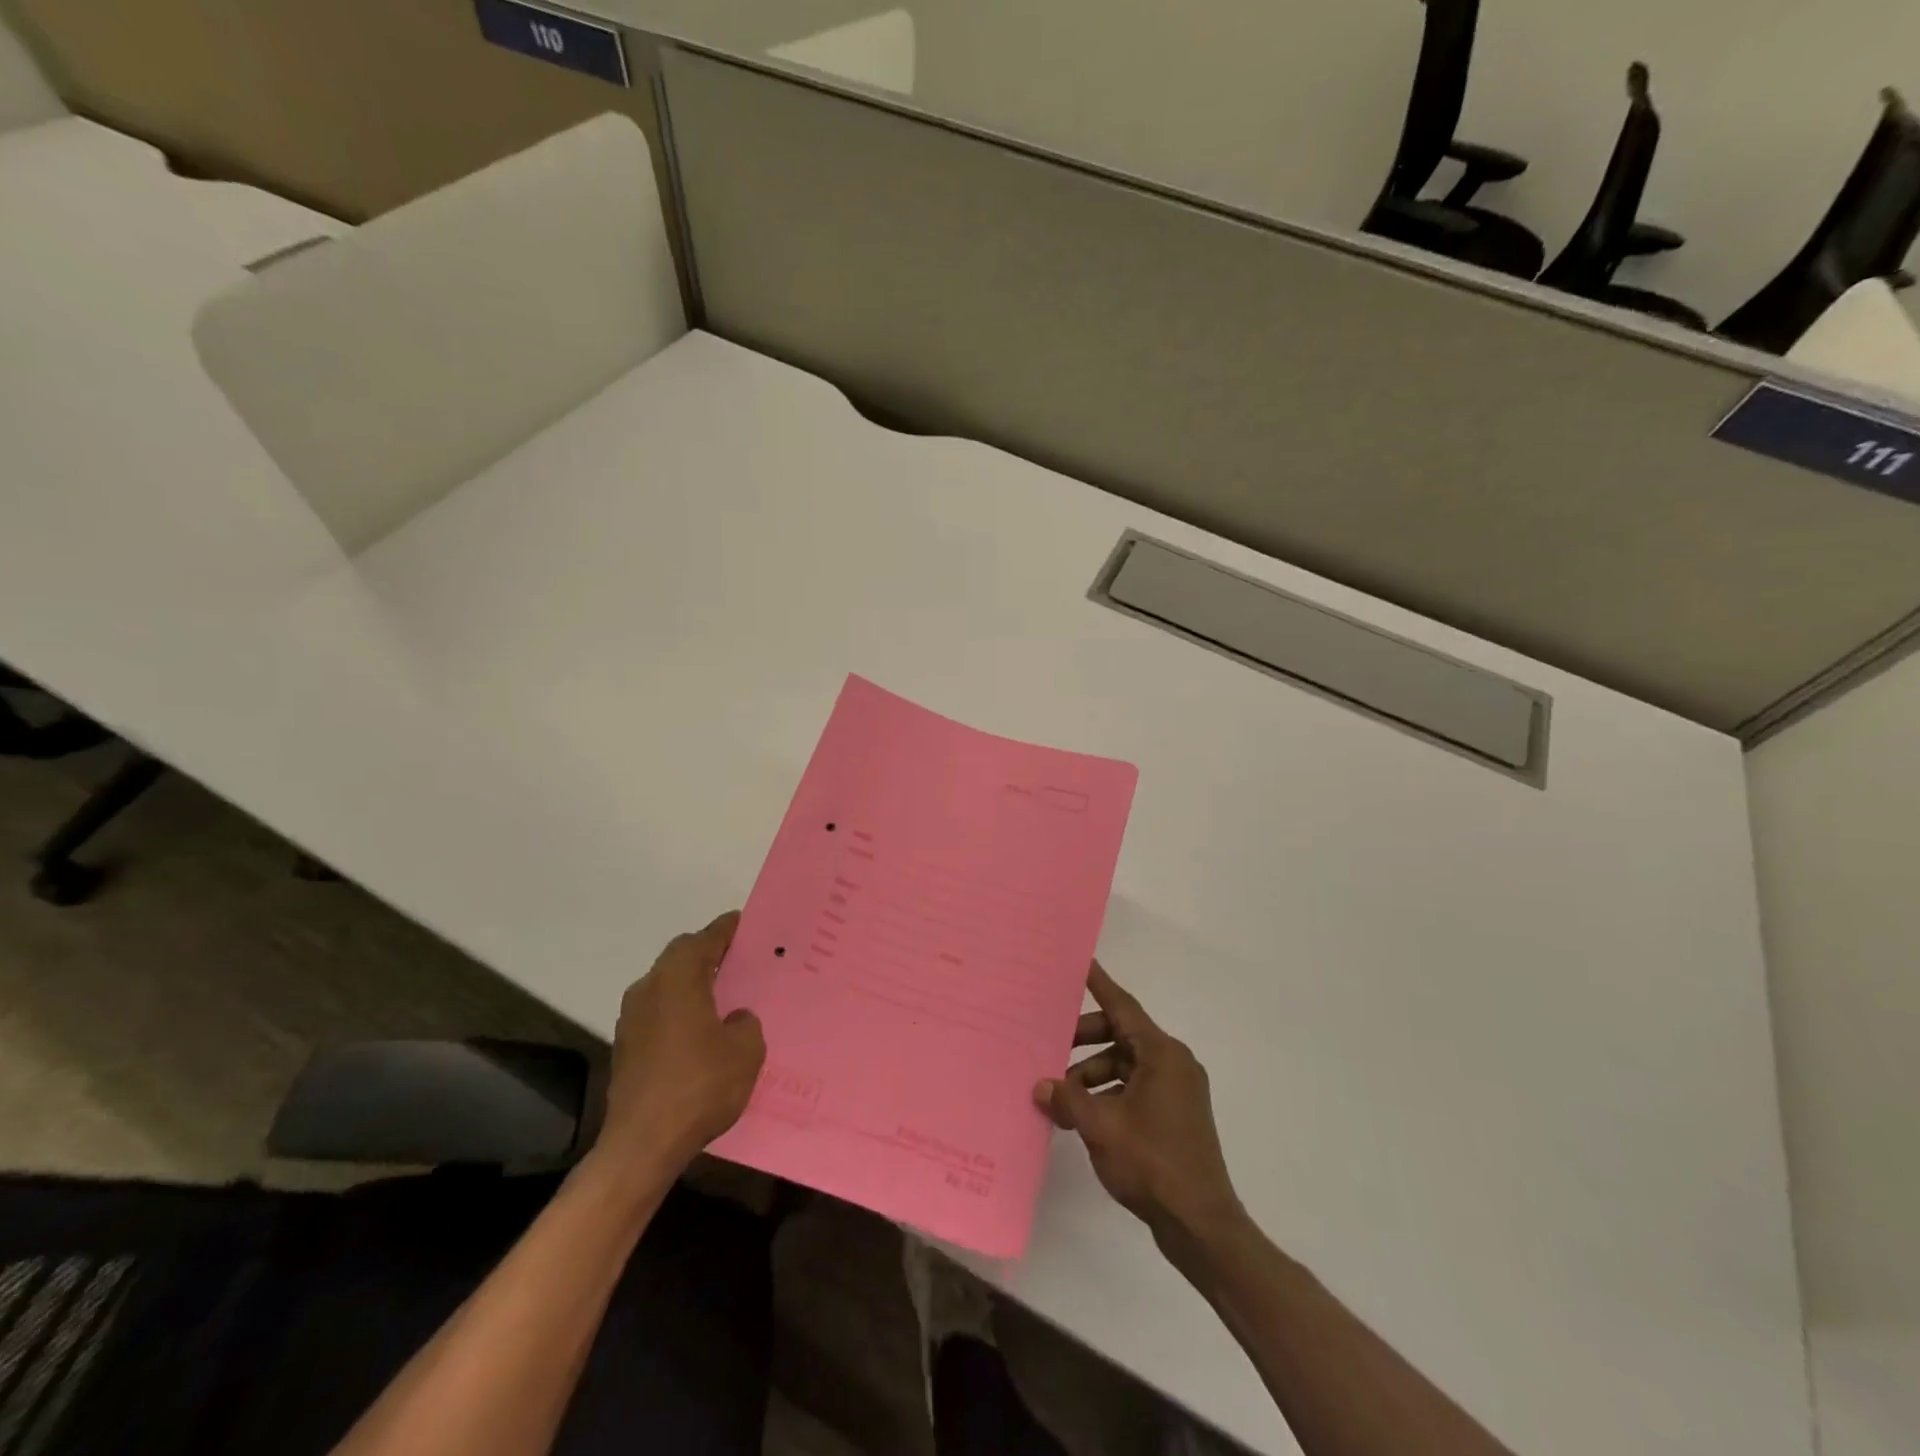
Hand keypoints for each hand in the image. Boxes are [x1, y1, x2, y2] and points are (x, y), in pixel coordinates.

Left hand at [598, 911, 765, 1175]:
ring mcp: (631, 1019)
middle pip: (680, 958)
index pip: (704, 939)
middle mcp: (649, 988)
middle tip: (736, 958)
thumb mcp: (746, 1050)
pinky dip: (679, 1011)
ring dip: (690, 984)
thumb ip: (745, 1023)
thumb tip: (734, 1019)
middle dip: (706, 954)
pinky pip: (658, 1013)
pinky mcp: (625, 1048)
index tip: (741, 923)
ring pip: (666, 985)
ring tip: (721, 996)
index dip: (725, 930)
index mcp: (678, 978)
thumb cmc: (700, 1085)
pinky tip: (699, 1032)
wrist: (643, 1143)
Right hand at [1034, 962, 1243, 1245]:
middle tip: (1050, 1045)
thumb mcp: (1101, 1127)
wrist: (1201, 1225)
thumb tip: (1041, 1085)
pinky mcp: (1175, 1115)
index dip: (1099, 984)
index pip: (1123, 1007)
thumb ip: (1068, 1099)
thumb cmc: (1153, 1163)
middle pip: (1122, 1035)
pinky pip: (1135, 1087)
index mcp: (1162, 1054)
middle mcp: (1174, 1063)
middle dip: (1084, 1040)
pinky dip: (1109, 1093)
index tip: (1082, 962)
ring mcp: (1177, 1091)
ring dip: (1093, 1073)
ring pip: (1126, 1064)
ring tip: (1061, 1095)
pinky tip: (1083, 1115)